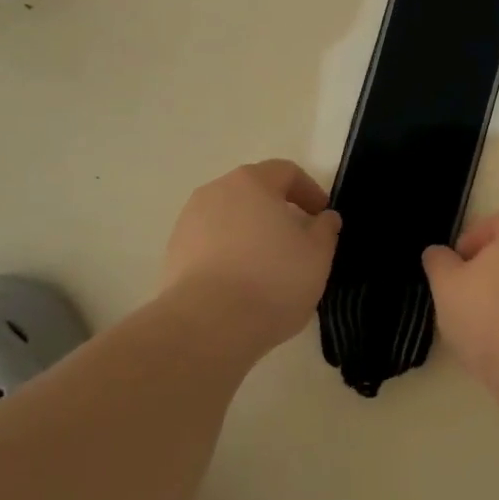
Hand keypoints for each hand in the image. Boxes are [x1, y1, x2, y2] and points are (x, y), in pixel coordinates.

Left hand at [160, 160, 340, 351]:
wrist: (206, 327)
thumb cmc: (272, 280)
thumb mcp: (318, 255)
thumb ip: (325, 229)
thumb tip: (324, 218)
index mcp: (252, 182)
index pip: (286, 172)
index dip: (310, 191)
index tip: (323, 217)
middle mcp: (215, 192)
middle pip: (254, 192)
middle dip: (278, 211)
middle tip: (298, 239)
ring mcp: (188, 223)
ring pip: (230, 219)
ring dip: (251, 233)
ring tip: (268, 265)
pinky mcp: (173, 255)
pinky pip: (210, 244)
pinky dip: (229, 254)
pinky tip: (241, 283)